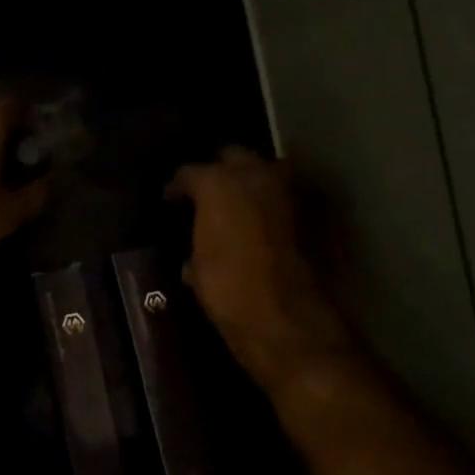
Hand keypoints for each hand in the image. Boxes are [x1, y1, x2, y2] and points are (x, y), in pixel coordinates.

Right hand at [167, 147, 353, 393]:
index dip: (179, 184)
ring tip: (227, 207)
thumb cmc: (226, 289)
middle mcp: (257, 180)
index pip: (194, 172)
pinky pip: (277, 200)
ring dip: (246, 183)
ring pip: (262, 173)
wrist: (280, 316)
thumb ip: (196, 242)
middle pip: (235, 158)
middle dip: (218, 169)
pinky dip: (264, 206)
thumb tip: (192, 253)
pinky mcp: (305, 218)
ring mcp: (286, 197)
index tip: (170, 199)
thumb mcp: (196, 269)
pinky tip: (250, 227)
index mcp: (221, 185)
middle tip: (202, 192)